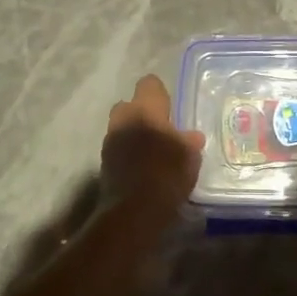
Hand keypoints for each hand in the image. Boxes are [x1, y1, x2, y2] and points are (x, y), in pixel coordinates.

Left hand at [100, 74, 204, 219]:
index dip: (160, 92)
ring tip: (153, 150)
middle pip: (130, 104)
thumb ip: (189, 141)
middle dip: (143, 113)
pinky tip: (143, 167)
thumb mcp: (189, 157)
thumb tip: (192, 136)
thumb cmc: (166, 175)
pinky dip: (128, 152)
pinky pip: (118, 146)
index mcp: (145, 109)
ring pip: (122, 126)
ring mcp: (110, 140)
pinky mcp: (104, 162)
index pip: (149, 83)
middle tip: (161, 129)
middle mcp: (124, 118)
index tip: (171, 107)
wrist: (133, 212)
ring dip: (134, 133)